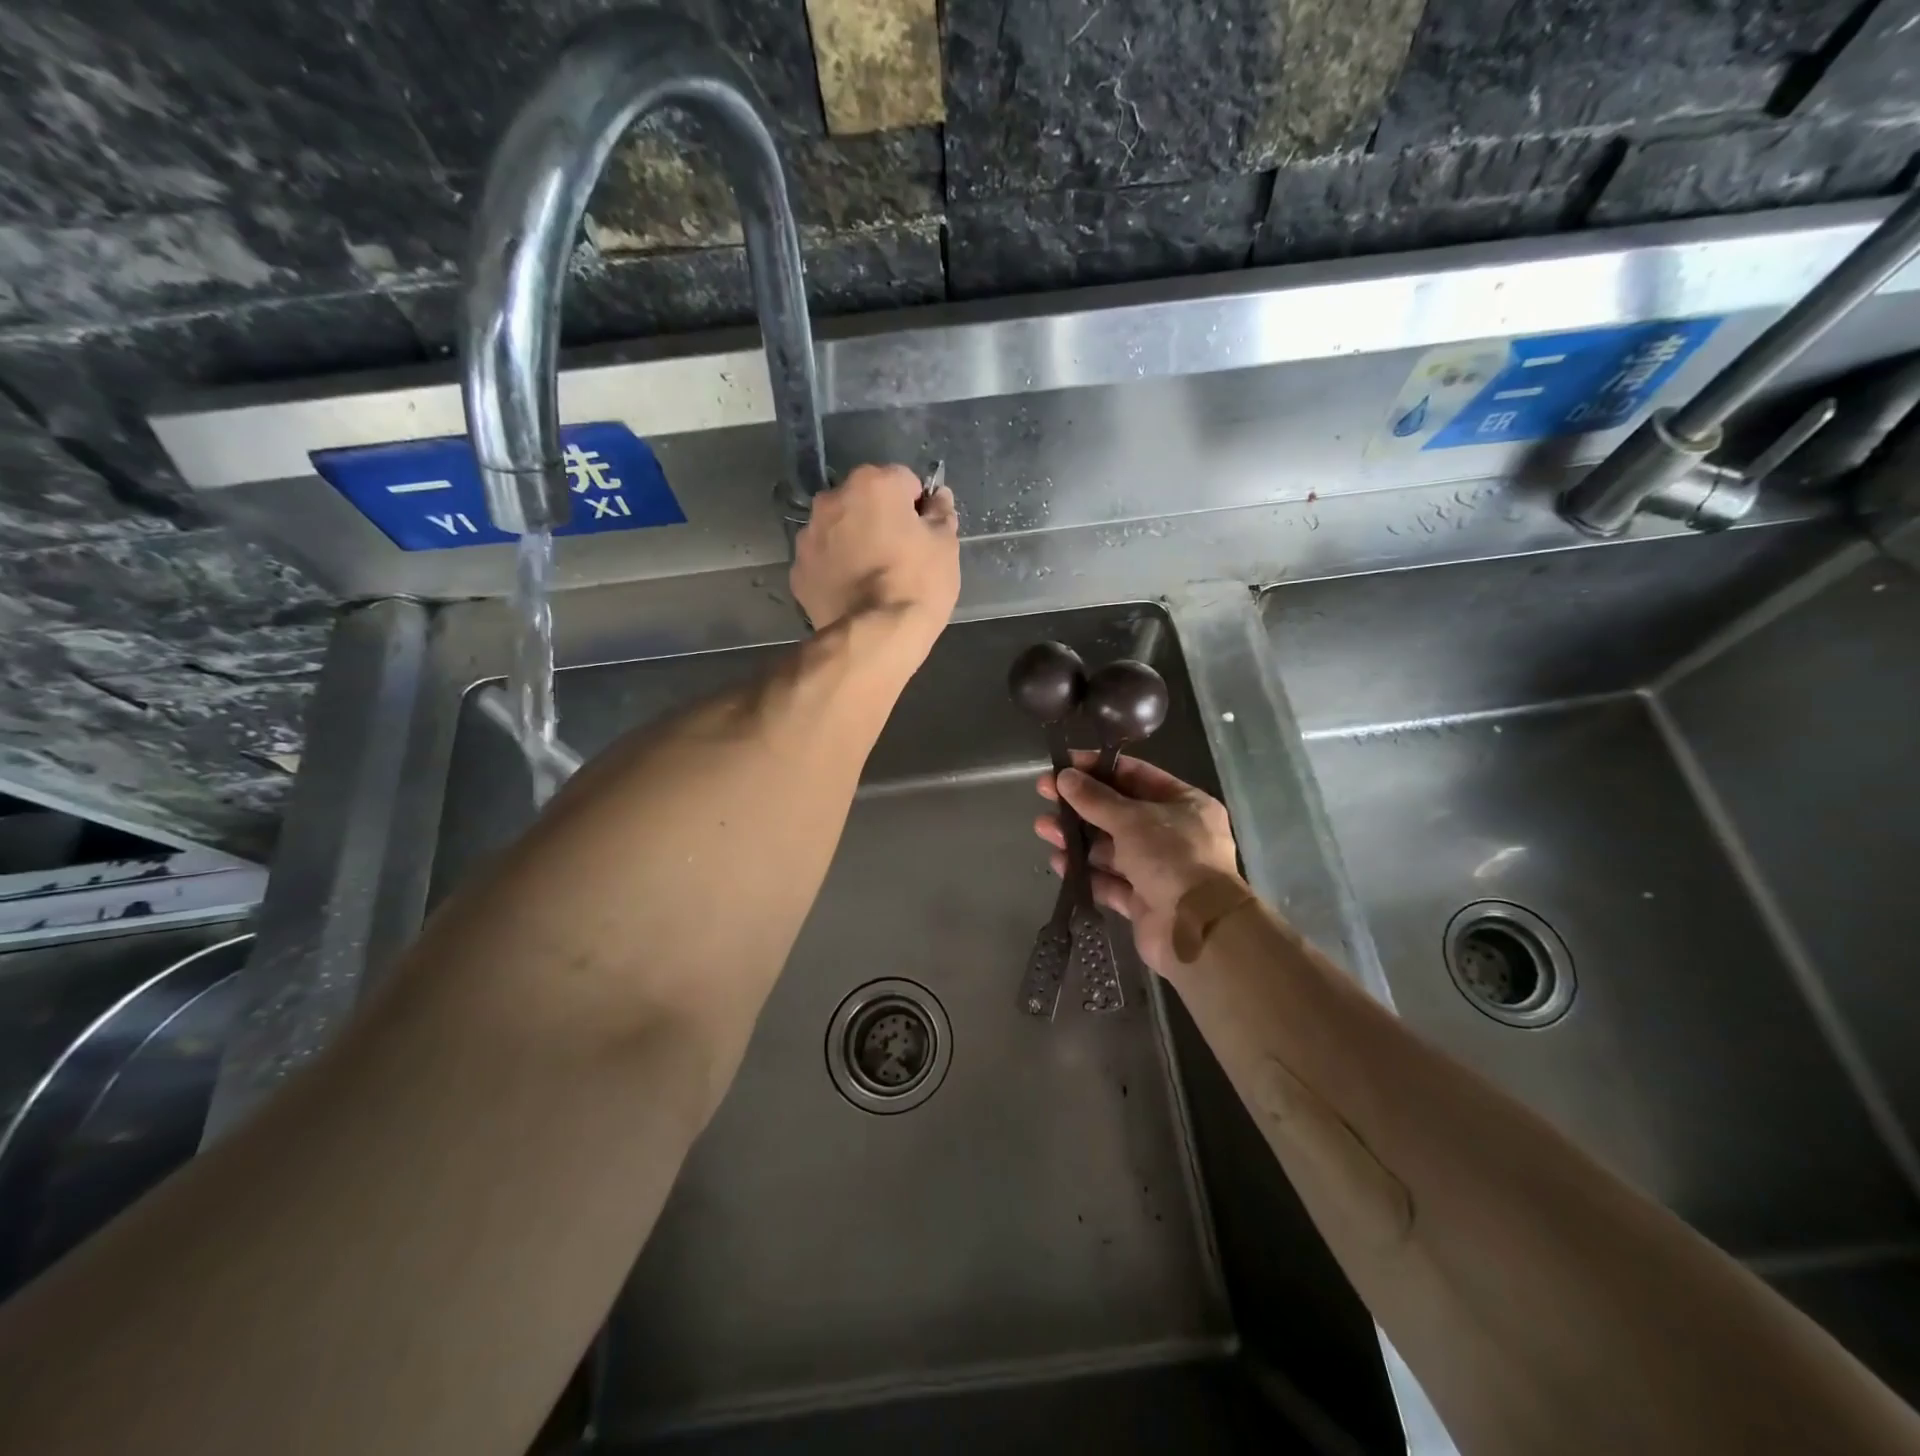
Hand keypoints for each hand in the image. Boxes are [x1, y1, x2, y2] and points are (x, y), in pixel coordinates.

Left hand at [791, 464, 958, 665]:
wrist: (874, 638)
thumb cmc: (917, 584)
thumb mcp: (946, 547)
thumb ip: (941, 514)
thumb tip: (938, 497)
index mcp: (872, 484)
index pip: (903, 480)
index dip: (916, 507)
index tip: (923, 533)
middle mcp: (833, 500)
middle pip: (863, 501)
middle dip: (879, 518)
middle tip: (899, 554)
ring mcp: (809, 536)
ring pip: (838, 529)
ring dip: (853, 541)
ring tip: (873, 577)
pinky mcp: (798, 571)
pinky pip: (823, 561)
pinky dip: (835, 569)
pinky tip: (853, 593)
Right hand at [1035, 752, 1244, 979]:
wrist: (1198, 930)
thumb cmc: (1172, 858)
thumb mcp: (1132, 819)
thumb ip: (1095, 798)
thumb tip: (1064, 777)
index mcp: (1184, 804)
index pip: (1136, 776)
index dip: (1098, 768)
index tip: (1063, 764)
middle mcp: (1173, 834)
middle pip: (1118, 812)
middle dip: (1080, 805)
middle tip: (1044, 794)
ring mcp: (1158, 869)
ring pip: (1110, 847)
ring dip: (1077, 837)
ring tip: (1043, 828)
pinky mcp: (1142, 901)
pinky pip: (1108, 880)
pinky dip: (1084, 872)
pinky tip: (1058, 862)